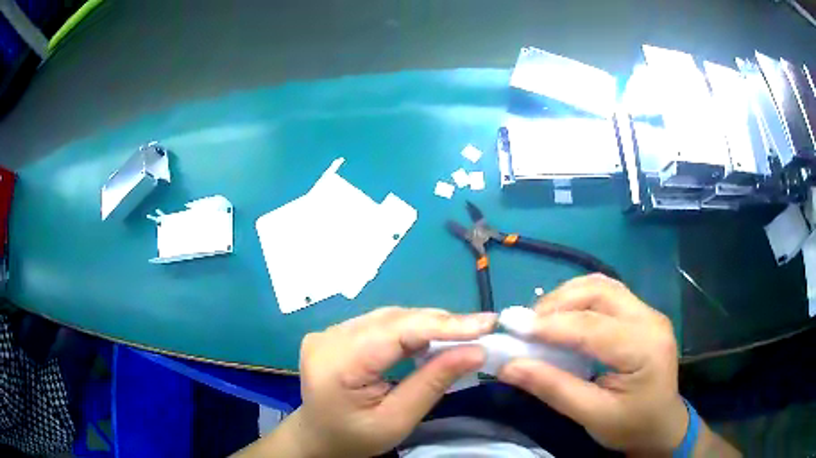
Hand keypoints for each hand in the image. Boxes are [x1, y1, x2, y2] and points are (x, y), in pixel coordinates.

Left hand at [289, 307, 495, 456]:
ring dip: (428, 323)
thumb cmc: (356, 438)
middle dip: (441, 323)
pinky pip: (380, 323)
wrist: (319, 438)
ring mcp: (328, 332)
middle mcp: (328, 338)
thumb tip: (476, 351)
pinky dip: (410, 328)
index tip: (486, 322)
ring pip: (389, 317)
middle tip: (481, 328)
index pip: (396, 332)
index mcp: (337, 364)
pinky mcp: (335, 333)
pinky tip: (431, 337)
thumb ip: (433, 383)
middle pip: (393, 319)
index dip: (443, 325)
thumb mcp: (397, 420)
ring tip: (463, 332)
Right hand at [498, 274, 687, 452]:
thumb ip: (553, 389)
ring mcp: (648, 313)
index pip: (593, 326)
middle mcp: (650, 319)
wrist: (662, 425)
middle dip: (558, 303)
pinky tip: (564, 316)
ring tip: (540, 319)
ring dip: (568, 296)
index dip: (551, 326)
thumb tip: (509, 367)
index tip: (511, 327)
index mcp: (645, 347)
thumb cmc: (631, 425)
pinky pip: (607, 294)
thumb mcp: (592, 415)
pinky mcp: (642, 315)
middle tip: (525, 324)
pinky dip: (579, 299)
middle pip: (600, 292)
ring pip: (603, 286)